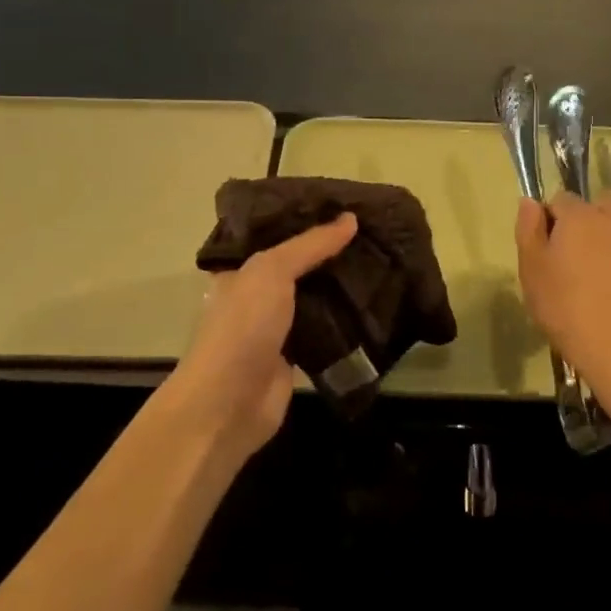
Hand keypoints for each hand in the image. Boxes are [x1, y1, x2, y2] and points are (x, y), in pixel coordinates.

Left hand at [167, 215, 358, 456]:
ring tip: (381, 262)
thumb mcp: (272, 271)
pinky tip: (375, 304)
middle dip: (330, 253)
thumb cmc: (243, 327)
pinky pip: (324, 330)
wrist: (229, 403)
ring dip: (341, 287)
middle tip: (373, 234)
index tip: (346, 207)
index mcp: (241, 270)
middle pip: (299, 267)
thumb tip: (351, 219)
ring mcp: (275, 328)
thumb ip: (310, 245)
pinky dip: (345, 321)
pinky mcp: (295, 357)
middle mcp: (256, 296)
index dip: (307, 221)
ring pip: (314, 299)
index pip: (277, 235)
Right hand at [514, 189, 610, 428]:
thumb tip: (529, 202)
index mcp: (580, 217)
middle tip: (586, 251)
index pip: (562, 199)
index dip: (554, 219)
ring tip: (610, 282)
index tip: (549, 248)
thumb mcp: (532, 274)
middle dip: (599, 214)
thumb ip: (529, 232)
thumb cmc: (570, 311)